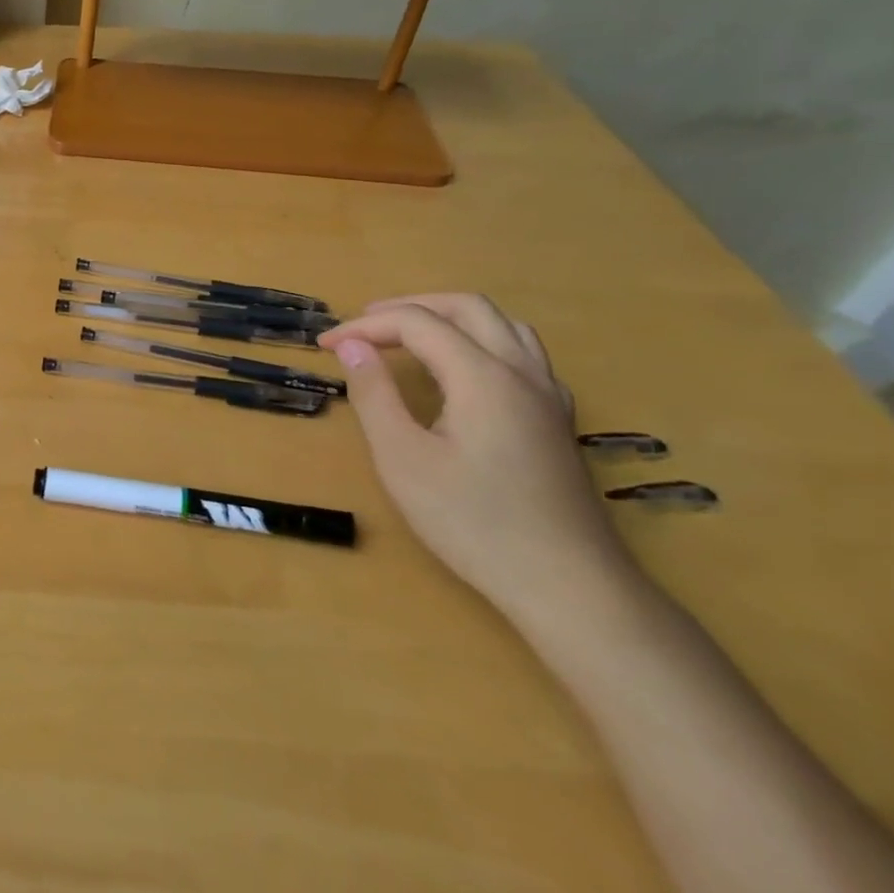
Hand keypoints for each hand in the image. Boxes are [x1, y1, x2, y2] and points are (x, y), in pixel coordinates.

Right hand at [318, 294, 632, 619]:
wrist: (568, 586)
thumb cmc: (474, 522)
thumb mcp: (403, 459)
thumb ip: (374, 395)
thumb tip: (352, 347)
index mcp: (482, 376)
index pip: (416, 323)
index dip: (365, 325)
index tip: (325, 346)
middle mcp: (522, 372)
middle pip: (467, 307)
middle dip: (409, 306)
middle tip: (364, 325)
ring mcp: (549, 396)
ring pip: (503, 324)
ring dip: (450, 317)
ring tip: (409, 336)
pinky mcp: (558, 420)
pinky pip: (522, 353)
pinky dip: (481, 341)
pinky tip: (463, 372)